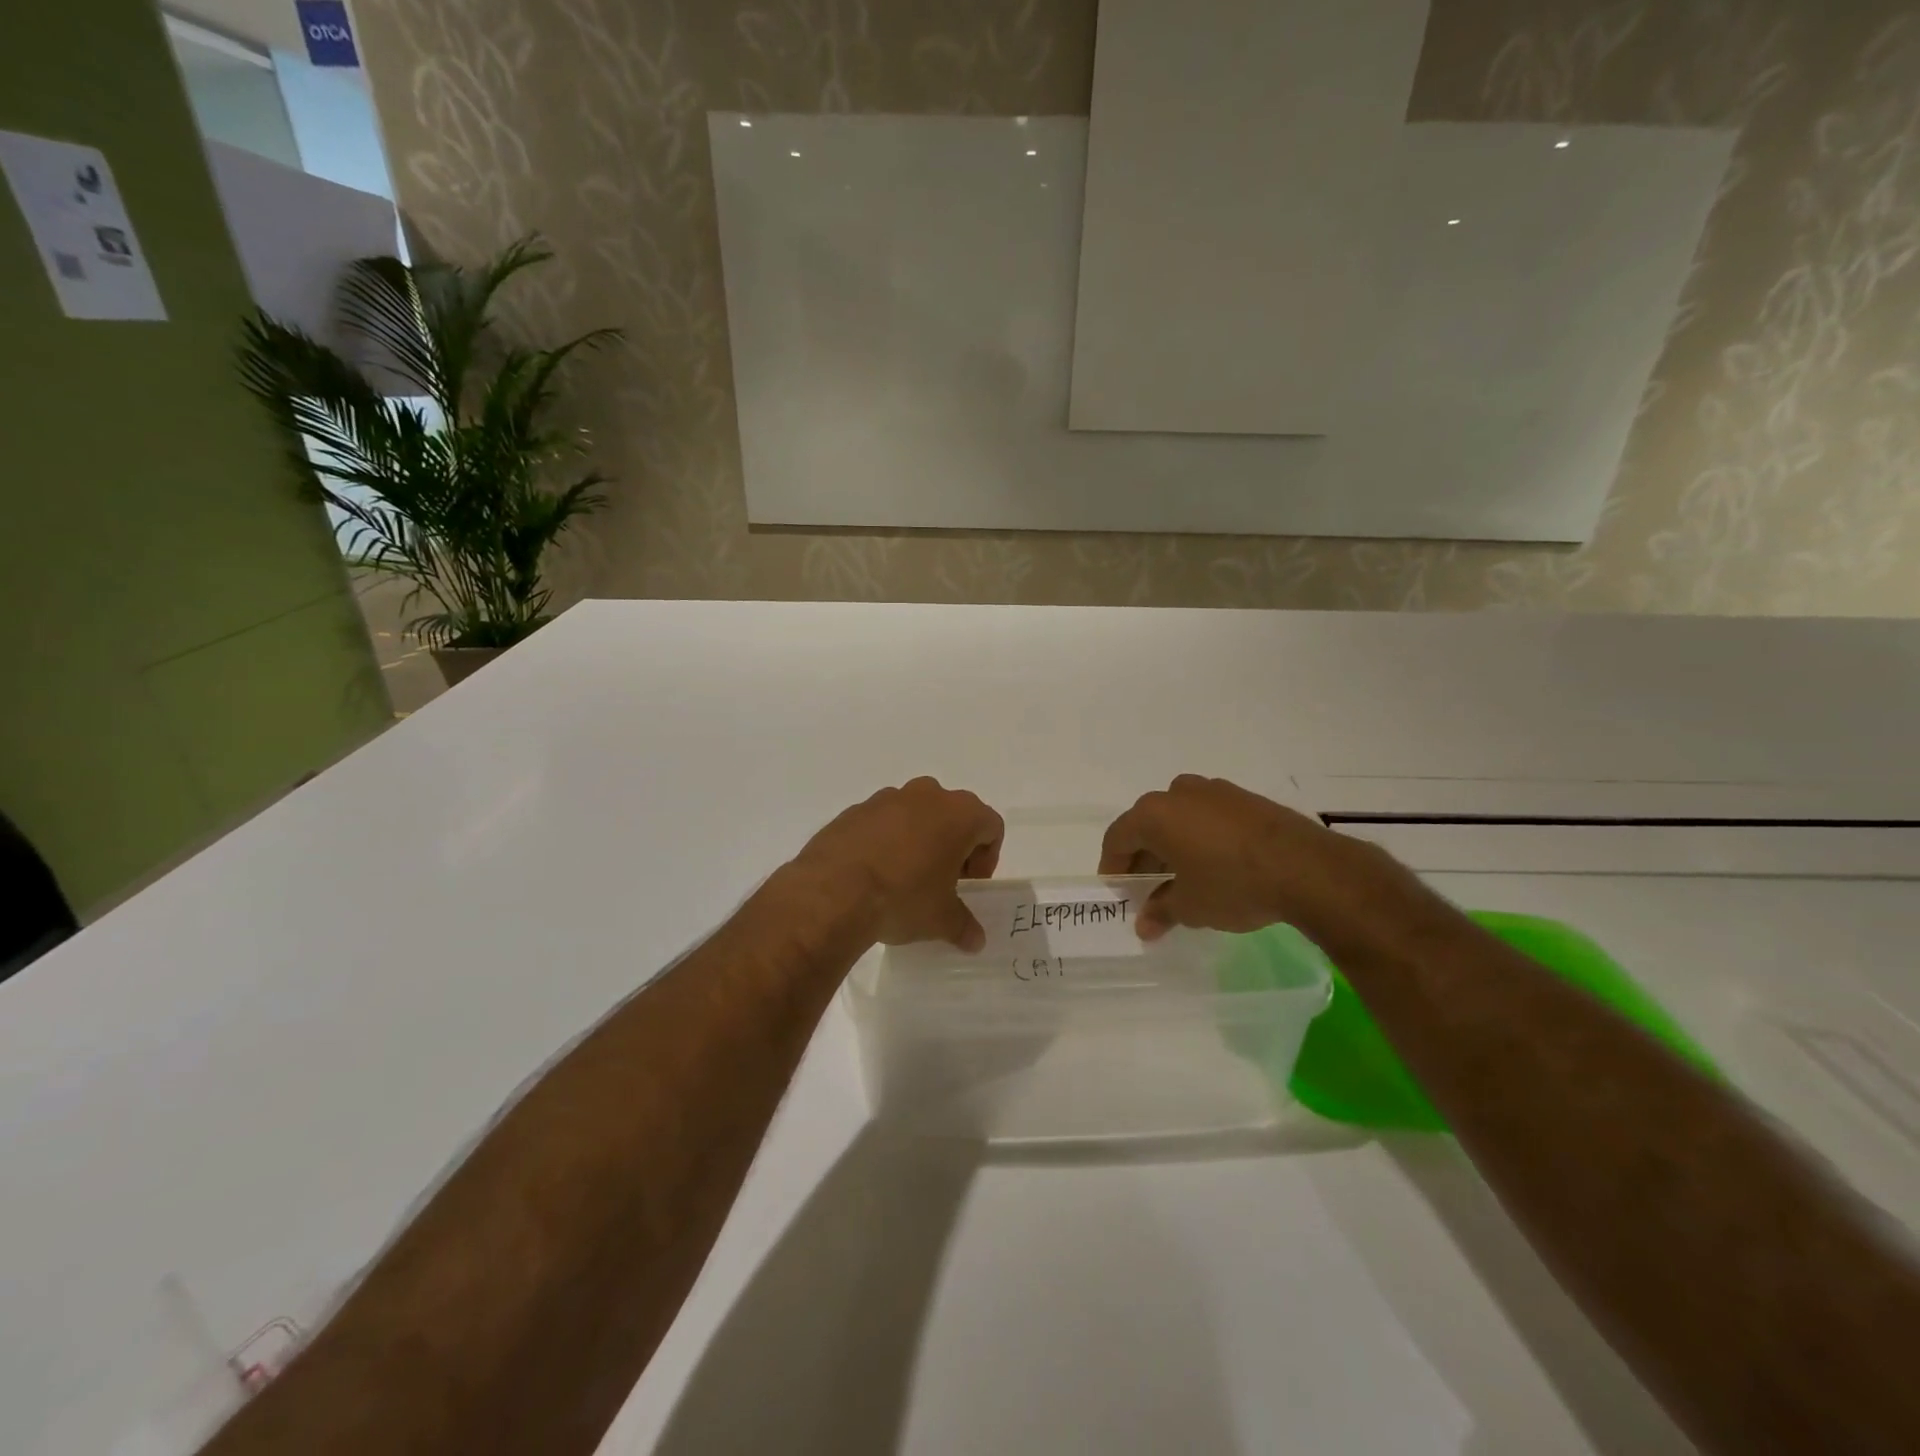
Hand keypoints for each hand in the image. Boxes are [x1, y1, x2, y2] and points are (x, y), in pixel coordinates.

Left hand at [791, 778, 1003, 950]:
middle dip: (952, 846)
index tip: (969, 885)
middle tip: (942, 881)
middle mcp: (926, 795)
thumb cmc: (904, 897)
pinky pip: (881, 822)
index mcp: (959, 813)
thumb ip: (964, 926)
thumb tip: (975, 940)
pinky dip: (885, 842)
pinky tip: (873, 874)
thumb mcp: (942, 920)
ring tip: (905, 879)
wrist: (833, 891)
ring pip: (915, 814)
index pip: (990, 826)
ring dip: (918, 840)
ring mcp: (886, 798)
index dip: (986, 858)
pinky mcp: (854, 810)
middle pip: (953, 815)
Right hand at [1099, 775, 1425, 945]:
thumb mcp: (1190, 906)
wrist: (1306, 868)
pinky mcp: (1245, 798)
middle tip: (1147, 888)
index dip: (1113, 866)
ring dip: (1173, 845)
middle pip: (1147, 824)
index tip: (1117, 891)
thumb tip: (1144, 926)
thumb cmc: (1232, 885)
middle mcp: (1178, 793)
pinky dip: (1201, 837)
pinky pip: (1208, 816)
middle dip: (1144, 856)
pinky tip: (1214, 864)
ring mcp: (1214, 791)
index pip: (1118, 838)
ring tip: (1182, 877)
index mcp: (1154, 814)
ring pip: (1179, 818)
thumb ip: (1161, 911)